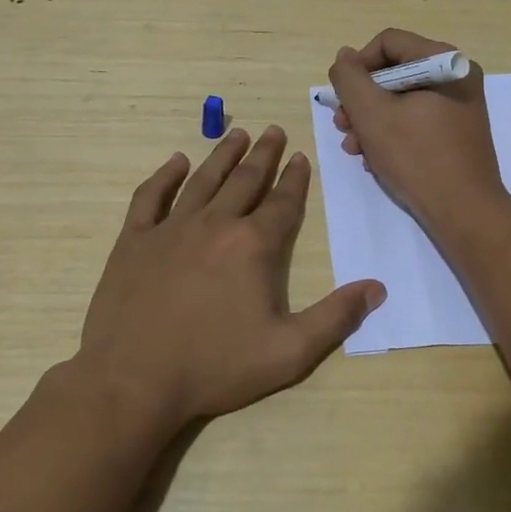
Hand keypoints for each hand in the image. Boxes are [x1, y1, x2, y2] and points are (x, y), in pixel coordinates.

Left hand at [75, 125, 384, 428]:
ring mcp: (171, 228)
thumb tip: (377, 288)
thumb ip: (336, 317)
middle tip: (274, 130)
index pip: (282, 202)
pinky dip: (164, 176)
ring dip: (223, 154)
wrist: (134, 381)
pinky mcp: (135, 240)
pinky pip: (151, 196)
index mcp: (253, 245)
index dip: (295, 178)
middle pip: (245, 179)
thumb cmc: (215, 366)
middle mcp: (215, 223)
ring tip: (238, 134)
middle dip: (264, 154)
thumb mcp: (288, 352)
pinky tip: (175, 162)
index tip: (300, 157)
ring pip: (203, 179)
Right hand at [328, 28, 510, 232]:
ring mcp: (460, 104)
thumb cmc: (417, 157)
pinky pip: (416, 118)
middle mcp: (456, 75)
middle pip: (394, 71)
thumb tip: (345, 56)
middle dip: (362, 100)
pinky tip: (375, 159)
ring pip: (402, 98)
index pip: (388, 42)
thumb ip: (350, 78)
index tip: (344, 98)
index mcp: (443, 61)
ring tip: (354, 149)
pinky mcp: (457, 131)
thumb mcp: (372, 114)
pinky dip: (392, 133)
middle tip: (342, 127)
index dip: (358, 66)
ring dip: (371, 120)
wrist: (465, 212)